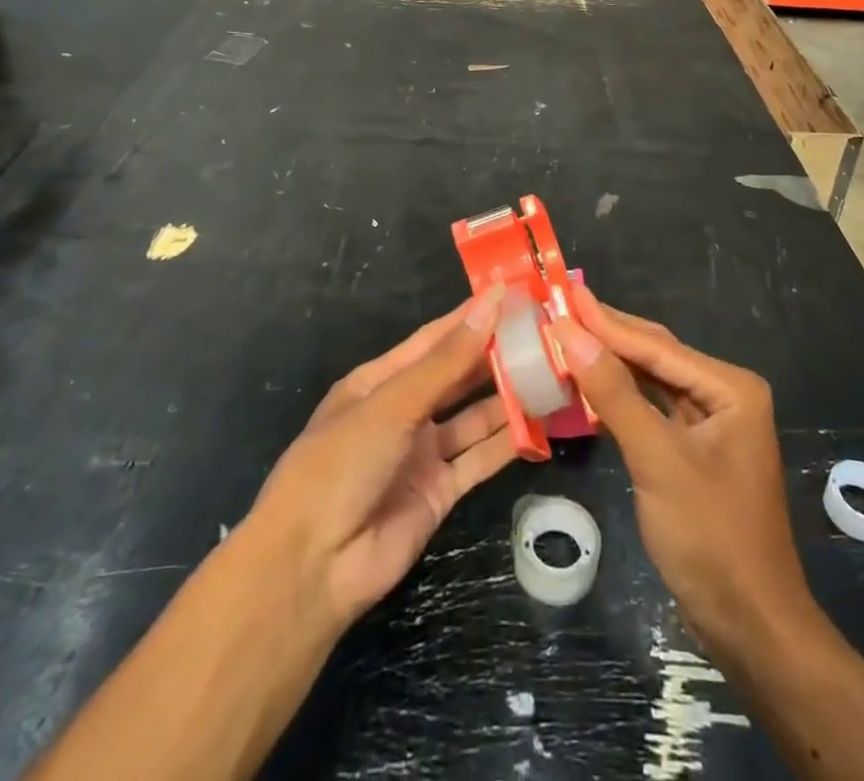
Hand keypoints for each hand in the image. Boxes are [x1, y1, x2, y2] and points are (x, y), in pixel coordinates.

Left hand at [248, 290, 515, 630]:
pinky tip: (540, 423)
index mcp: (379, 381)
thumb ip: (448, 360)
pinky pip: (479, 458)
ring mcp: (422, 453)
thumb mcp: (394, 403)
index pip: (434, 339)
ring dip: (507, 397)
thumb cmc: (342, 463)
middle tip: (543, 333)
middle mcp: (403, 412)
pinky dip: (507, 442)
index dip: (472, 317)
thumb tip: (491, 304)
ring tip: (551, 372)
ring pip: (473, 416)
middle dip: (495, 356)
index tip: (513, 296)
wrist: (313, 567)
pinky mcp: (441, 492)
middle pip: (457, 376)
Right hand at [553, 304, 810, 649]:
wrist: (751, 627)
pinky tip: (588, 384)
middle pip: (655, 355)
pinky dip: (619, 397)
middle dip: (607, 334)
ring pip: (651, 380)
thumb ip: (615, 394)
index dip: (605, 322)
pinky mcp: (694, 449)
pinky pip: (651, 409)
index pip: (656, 346)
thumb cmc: (711, 537)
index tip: (561, 296)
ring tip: (565, 335)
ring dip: (609, 363)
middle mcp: (724, 394)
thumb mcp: (658, 460)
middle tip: (558, 305)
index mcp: (730, 387)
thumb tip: (570, 333)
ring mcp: (710, 423)